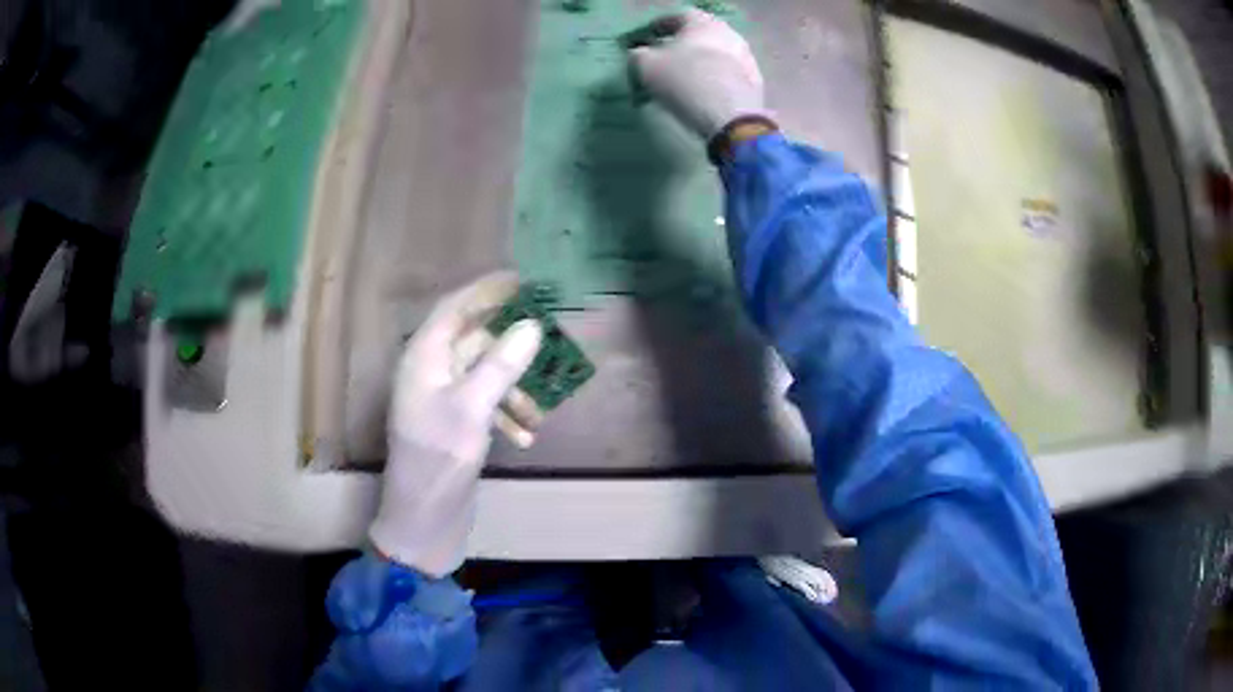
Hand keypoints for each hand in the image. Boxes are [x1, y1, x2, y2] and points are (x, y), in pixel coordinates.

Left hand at [369, 272, 542, 577]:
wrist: (423, 520)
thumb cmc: (438, 461)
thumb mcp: (471, 410)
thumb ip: (500, 365)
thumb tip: (531, 326)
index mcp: (423, 359)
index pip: (454, 308)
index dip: (486, 291)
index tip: (523, 281)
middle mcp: (430, 372)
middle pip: (474, 341)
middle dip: (511, 346)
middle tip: (548, 339)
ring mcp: (442, 399)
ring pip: (484, 375)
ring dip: (513, 389)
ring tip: (539, 414)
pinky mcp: (454, 424)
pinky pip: (485, 403)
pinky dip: (506, 414)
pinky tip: (526, 437)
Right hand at [628, 8, 765, 138]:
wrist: (731, 115)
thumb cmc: (684, 79)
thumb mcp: (646, 65)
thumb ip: (638, 55)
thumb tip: (640, 54)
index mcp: (703, 22)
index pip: (678, 16)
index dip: (660, 26)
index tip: (648, 37)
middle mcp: (729, 33)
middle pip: (700, 35)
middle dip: (681, 45)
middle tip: (665, 59)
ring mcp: (746, 57)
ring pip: (715, 55)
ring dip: (699, 63)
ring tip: (683, 80)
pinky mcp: (755, 82)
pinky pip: (727, 75)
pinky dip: (714, 79)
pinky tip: (703, 93)